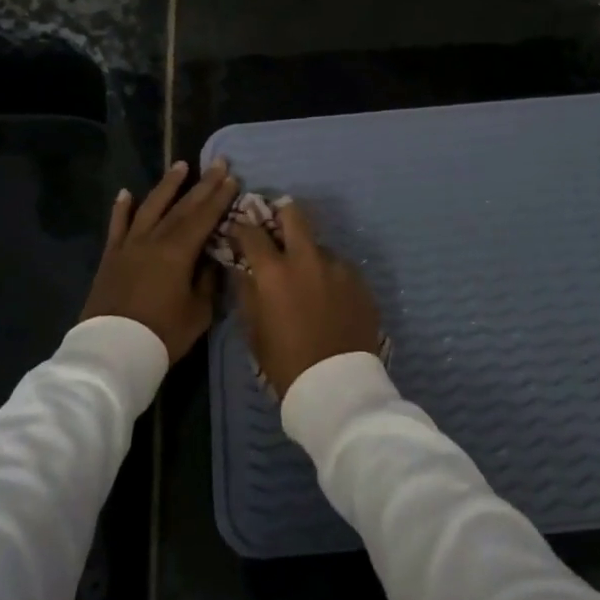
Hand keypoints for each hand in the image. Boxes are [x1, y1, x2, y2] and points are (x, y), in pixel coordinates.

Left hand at [79, 160, 239, 362]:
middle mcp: (154, 239)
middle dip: (202, 184)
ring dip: (167, 186)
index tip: (232, 177)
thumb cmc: (162, 334)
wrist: (112, 352)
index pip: (204, 217)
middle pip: (182, 207)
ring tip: (180, 165)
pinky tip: (126, 193)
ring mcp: (129, 245)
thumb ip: (208, 281)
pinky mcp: (111, 257)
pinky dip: (121, 208)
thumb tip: (212, 259)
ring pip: (150, 207)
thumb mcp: (198, 312)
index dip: (219, 197)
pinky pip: (117, 226)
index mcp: (178, 252)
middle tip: (217, 162)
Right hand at [227, 200, 382, 398]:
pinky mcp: (360, 280)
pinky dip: (329, 275)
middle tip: (277, 225)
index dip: (243, 227)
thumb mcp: (254, 330)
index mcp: (274, 272)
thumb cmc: (286, 362)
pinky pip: (339, 267)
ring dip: (309, 254)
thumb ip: (247, 292)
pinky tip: (329, 297)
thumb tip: (243, 269)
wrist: (336, 386)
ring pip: (320, 245)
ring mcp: (338, 267)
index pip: (253, 233)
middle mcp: (307, 259)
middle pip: (295, 214)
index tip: (240, 229)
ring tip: (308, 278)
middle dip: (282, 213)